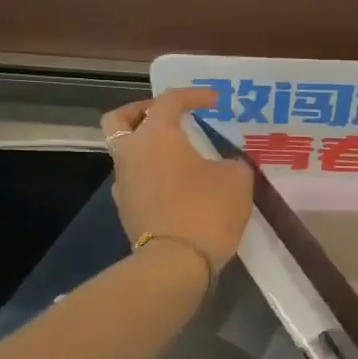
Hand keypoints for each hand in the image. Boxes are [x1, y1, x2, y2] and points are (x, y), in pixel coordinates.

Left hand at [101, 87, 252, 271]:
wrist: (176, 263)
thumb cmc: (207, 210)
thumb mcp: (236, 179)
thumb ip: (231, 162)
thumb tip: (225, 164)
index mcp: (156, 135)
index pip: (169, 100)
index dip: (193, 95)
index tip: (214, 102)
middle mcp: (131, 153)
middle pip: (120, 119)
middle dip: (141, 111)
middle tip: (167, 117)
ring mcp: (123, 183)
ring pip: (125, 151)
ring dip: (146, 146)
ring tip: (176, 155)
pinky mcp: (125, 209)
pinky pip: (133, 180)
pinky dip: (149, 174)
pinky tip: (173, 185)